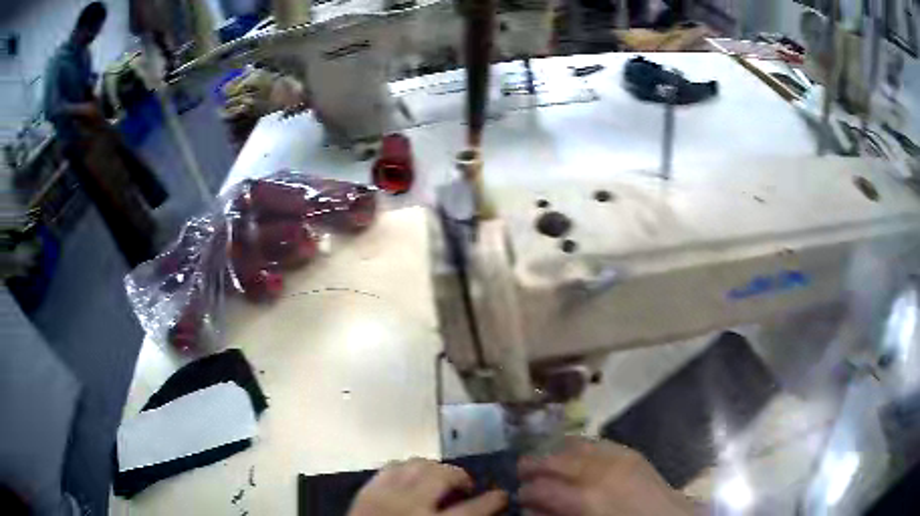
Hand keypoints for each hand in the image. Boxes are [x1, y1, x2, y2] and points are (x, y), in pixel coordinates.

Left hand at [348, 458, 506, 515]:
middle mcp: (409, 505)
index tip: (502, 495)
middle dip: (460, 476)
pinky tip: (412, 478)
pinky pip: (391, 466)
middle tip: (466, 487)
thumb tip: (478, 512)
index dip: (492, 501)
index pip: (472, 510)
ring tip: (440, 480)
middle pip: (442, 475)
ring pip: (417, 464)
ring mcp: (384, 494)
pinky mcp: (366, 490)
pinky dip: (407, 468)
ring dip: (434, 469)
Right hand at [518, 437, 696, 515]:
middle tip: (522, 471)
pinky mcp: (631, 453)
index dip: (526, 492)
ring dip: (556, 452)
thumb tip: (533, 509)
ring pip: (576, 445)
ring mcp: (618, 457)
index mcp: (585, 498)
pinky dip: (580, 446)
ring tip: (545, 460)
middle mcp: (599, 471)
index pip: (542, 488)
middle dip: (534, 465)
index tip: (520, 496)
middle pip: (556, 460)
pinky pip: (598, 443)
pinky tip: (573, 451)